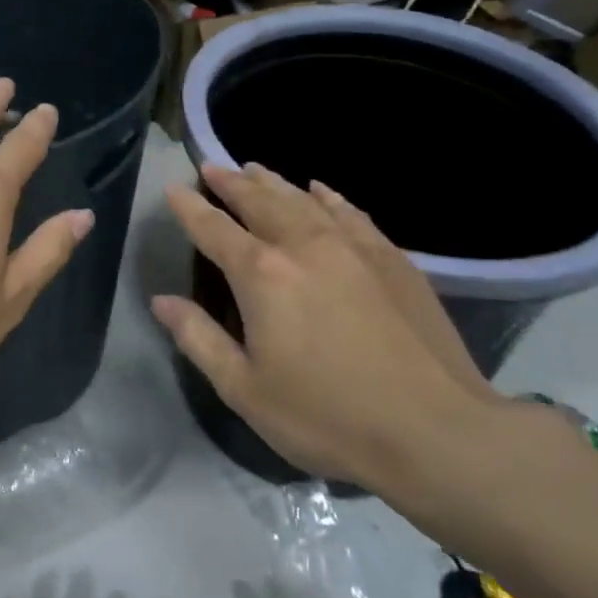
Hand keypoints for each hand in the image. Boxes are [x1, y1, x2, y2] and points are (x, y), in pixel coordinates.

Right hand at [149, 163, 502, 505]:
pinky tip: (320, 190)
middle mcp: (303, 246)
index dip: (189, 207)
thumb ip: (198, 338)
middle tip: (212, 167)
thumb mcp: (244, 389)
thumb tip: (161, 300)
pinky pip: (350, 212)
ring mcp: (352, 247)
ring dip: (273, 182)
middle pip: (259, 201)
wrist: (436, 431)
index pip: (214, 229)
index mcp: (261, 275)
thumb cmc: (327, 416)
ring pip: (303, 199)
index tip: (172, 188)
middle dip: (231, 183)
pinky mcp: (391, 258)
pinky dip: (328, 196)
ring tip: (254, 169)